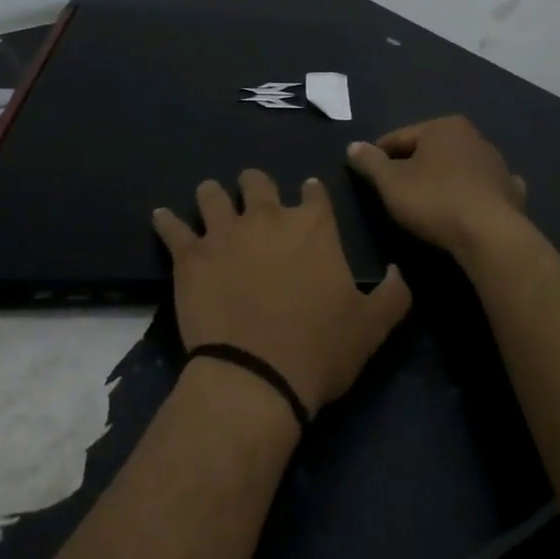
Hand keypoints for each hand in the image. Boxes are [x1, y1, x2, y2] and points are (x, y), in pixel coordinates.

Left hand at [153, 171, 411, 414]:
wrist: (255, 376)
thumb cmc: (318, 350)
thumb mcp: (372, 327)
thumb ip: (392, 293)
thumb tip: (397, 270)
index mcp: (312, 226)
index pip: (313, 192)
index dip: (310, 193)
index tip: (307, 197)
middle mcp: (267, 218)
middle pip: (257, 182)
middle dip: (257, 186)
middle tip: (255, 200)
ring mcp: (223, 233)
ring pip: (211, 194)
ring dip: (212, 195)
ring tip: (211, 200)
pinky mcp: (189, 255)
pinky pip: (171, 227)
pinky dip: (166, 221)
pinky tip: (162, 216)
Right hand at [346, 116, 527, 255]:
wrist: (490, 235)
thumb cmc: (434, 201)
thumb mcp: (390, 182)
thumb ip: (370, 162)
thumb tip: (353, 146)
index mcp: (443, 127)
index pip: (398, 138)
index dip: (378, 156)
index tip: (367, 176)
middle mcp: (473, 137)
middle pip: (430, 150)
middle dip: (412, 166)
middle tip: (395, 192)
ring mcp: (496, 164)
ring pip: (457, 167)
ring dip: (442, 178)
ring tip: (427, 203)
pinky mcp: (511, 191)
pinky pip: (484, 188)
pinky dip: (473, 193)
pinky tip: (468, 206)